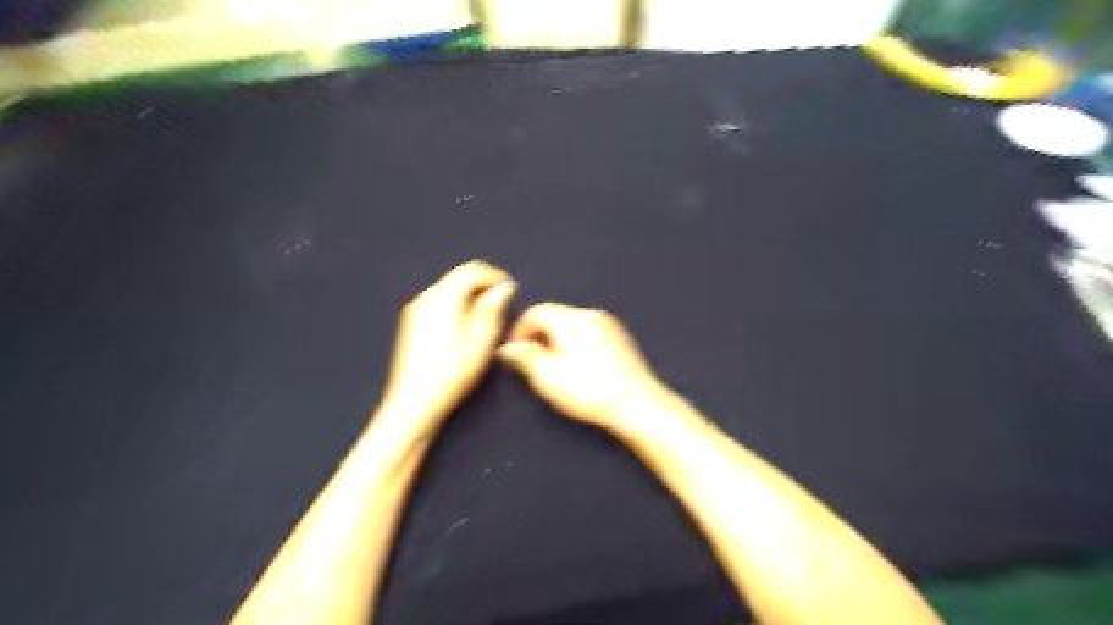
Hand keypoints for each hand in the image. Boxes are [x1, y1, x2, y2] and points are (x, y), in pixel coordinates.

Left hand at [383, 260, 517, 425]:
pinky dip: (457, 304)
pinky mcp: (412, 323)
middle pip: (458, 277)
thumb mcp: (482, 339)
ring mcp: (415, 309)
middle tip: (502, 302)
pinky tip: (466, 325)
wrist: (414, 401)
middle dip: (482, 284)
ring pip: (448, 289)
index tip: (512, 289)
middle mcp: (426, 297)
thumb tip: (503, 288)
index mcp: (444, 297)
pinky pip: (439, 302)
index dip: (495, 275)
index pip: (471, 270)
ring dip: (470, 294)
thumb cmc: (453, 371)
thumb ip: (493, 308)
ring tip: (488, 314)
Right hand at [499, 302, 668, 430]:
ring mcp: (608, 323)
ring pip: (573, 323)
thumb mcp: (547, 377)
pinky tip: (580, 365)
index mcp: (569, 319)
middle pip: (555, 315)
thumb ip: (524, 357)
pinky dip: (577, 341)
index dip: (519, 330)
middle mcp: (589, 313)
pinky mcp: (620, 336)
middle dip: (539, 334)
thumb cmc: (587, 390)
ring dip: (558, 338)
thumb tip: (507, 347)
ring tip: (555, 365)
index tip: (513, 352)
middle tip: (532, 361)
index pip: (535, 312)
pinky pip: (590, 330)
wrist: (636, 402)